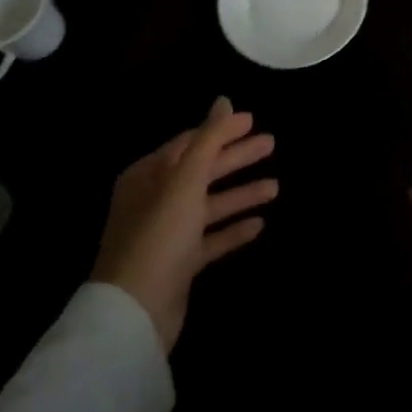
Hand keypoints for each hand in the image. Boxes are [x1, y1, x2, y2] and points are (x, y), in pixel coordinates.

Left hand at [92, 98, 277, 350]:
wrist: (136, 310)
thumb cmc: (159, 234)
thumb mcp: (185, 180)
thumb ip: (208, 139)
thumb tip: (224, 100)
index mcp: (148, 176)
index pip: (189, 143)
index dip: (221, 131)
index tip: (253, 121)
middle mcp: (155, 200)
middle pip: (202, 171)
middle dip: (236, 158)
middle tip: (271, 144)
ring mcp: (168, 233)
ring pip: (210, 205)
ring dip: (240, 194)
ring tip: (276, 186)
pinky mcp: (180, 263)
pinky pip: (211, 239)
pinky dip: (233, 229)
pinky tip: (260, 224)